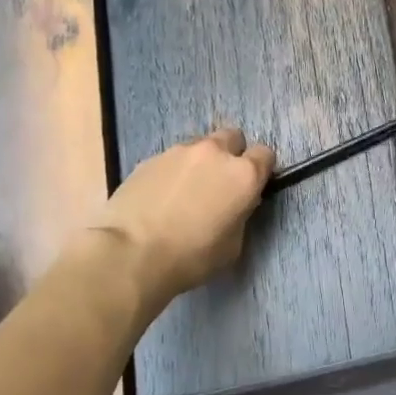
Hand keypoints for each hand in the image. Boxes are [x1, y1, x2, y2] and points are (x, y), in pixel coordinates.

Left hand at [92, 127, 275, 302]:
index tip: (251, 188)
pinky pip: (171, 159)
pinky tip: (161, 197)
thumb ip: (240, 214)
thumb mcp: (233, 245)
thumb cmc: (192, 257)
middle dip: (231, 155)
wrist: (131, 254)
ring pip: (199, 146)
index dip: (260, 170)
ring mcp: (178, 152)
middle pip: (232, 137)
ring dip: (200, 162)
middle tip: (220, 183)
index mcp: (243, 174)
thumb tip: (234, 205)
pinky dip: (173, 172)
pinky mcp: (149, 159)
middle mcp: (214, 153)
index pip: (265, 155)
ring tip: (186, 192)